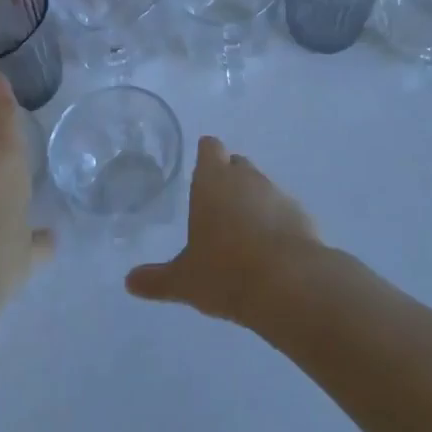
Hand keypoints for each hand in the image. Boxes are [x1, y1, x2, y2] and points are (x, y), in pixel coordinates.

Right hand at [125, 137, 320, 324]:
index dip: (205, 155)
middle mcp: (246, 178)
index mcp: (213, 181)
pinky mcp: (301, 213)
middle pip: (236, 164)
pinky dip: (275, 221)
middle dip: (228, 178)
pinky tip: (269, 249)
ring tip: (241, 232)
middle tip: (215, 205)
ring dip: (252, 200)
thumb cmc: (225, 272)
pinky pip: (282, 209)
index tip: (200, 167)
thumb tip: (129, 281)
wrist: (289, 283)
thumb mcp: (184, 280)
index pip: (210, 148)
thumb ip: (157, 279)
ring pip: (261, 186)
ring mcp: (277, 192)